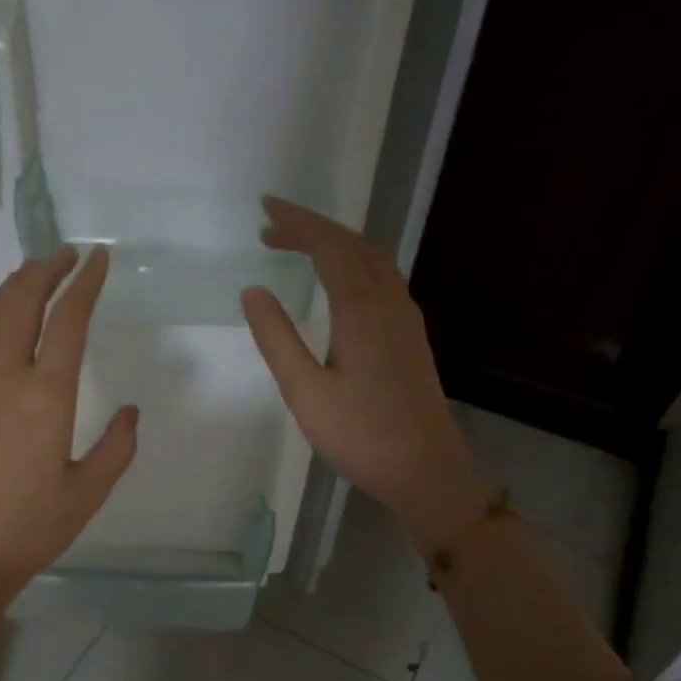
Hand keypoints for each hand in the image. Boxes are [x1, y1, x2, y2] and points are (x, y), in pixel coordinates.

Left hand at [0, 248, 137, 667]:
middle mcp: (4, 377)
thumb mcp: (87, 493)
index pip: (68, 319)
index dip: (86, 283)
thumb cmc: (28, 530)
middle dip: (46, 269)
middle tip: (68, 255)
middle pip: (22, 301)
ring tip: (37, 273)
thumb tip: (130, 414)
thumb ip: (116, 447)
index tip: (100, 260)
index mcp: (46, 396)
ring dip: (15, 285)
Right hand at [240, 197, 484, 555]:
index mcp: (362, 309)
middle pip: (354, 244)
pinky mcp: (410, 336)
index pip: (329, 246)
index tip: (265, 210)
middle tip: (271, 227)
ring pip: (373, 259)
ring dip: (336, 243)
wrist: (426, 470)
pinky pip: (382, 277)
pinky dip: (353, 263)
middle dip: (313, 227)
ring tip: (299, 245)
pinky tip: (339, 281)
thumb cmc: (360, 435)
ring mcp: (406, 318)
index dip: (297, 223)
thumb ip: (277, 338)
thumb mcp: (305, 391)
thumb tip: (253, 291)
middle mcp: (390, 302)